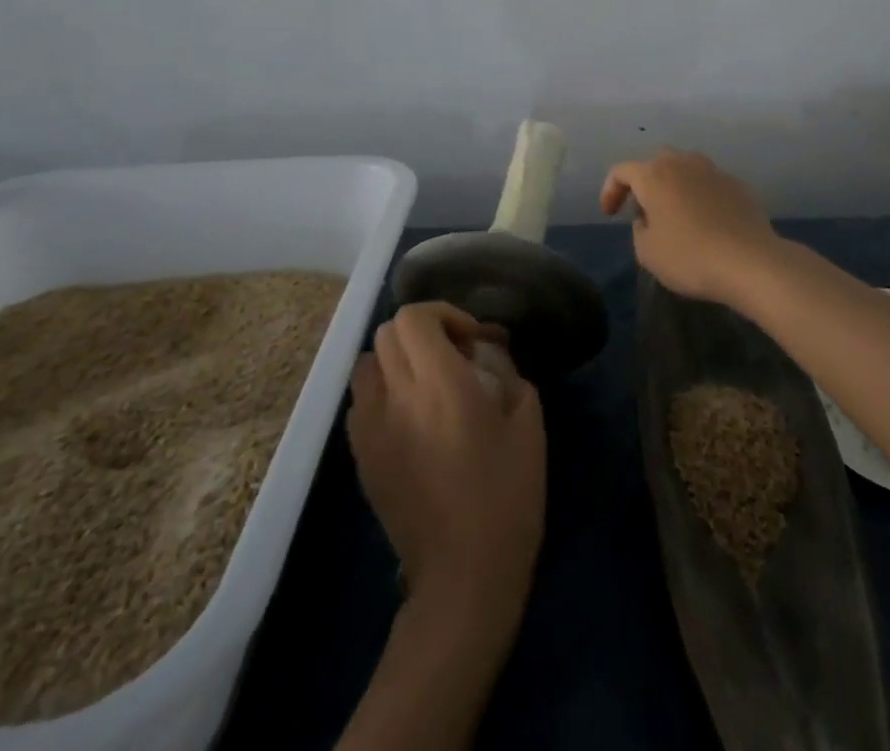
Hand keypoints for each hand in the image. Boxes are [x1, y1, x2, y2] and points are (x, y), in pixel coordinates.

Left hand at [347, 302, 545, 619]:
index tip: (471, 339)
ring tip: (426, 384)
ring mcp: (371, 429)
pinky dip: (382, 393)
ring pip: (367, 364)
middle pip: (388, 333)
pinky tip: (409, 419)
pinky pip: (361, 403)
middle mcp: (397, 397)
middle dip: (422, 332)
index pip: (415, 318)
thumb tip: (488, 353)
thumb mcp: (527, 423)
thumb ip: (507, 373)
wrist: (462, 576)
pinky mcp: (361, 458)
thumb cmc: (506, 496)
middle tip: (454, 356)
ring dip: (396, 360)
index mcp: (440, 384)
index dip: (443, 314)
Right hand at [600, 149, 782, 306]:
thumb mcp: (647, 252)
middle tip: (644, 211)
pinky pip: (709, 183)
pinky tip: (706, 222)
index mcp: (654, 175)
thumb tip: (648, 218)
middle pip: (656, 162)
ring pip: (685, 168)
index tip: (610, 215)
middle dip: (645, 182)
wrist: (750, 262)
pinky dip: (700, 196)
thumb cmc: (690, 257)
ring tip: (676, 214)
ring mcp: (713, 171)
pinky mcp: (737, 185)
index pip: (621, 171)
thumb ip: (639, 229)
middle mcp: (683, 163)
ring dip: (675, 185)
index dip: (610, 191)